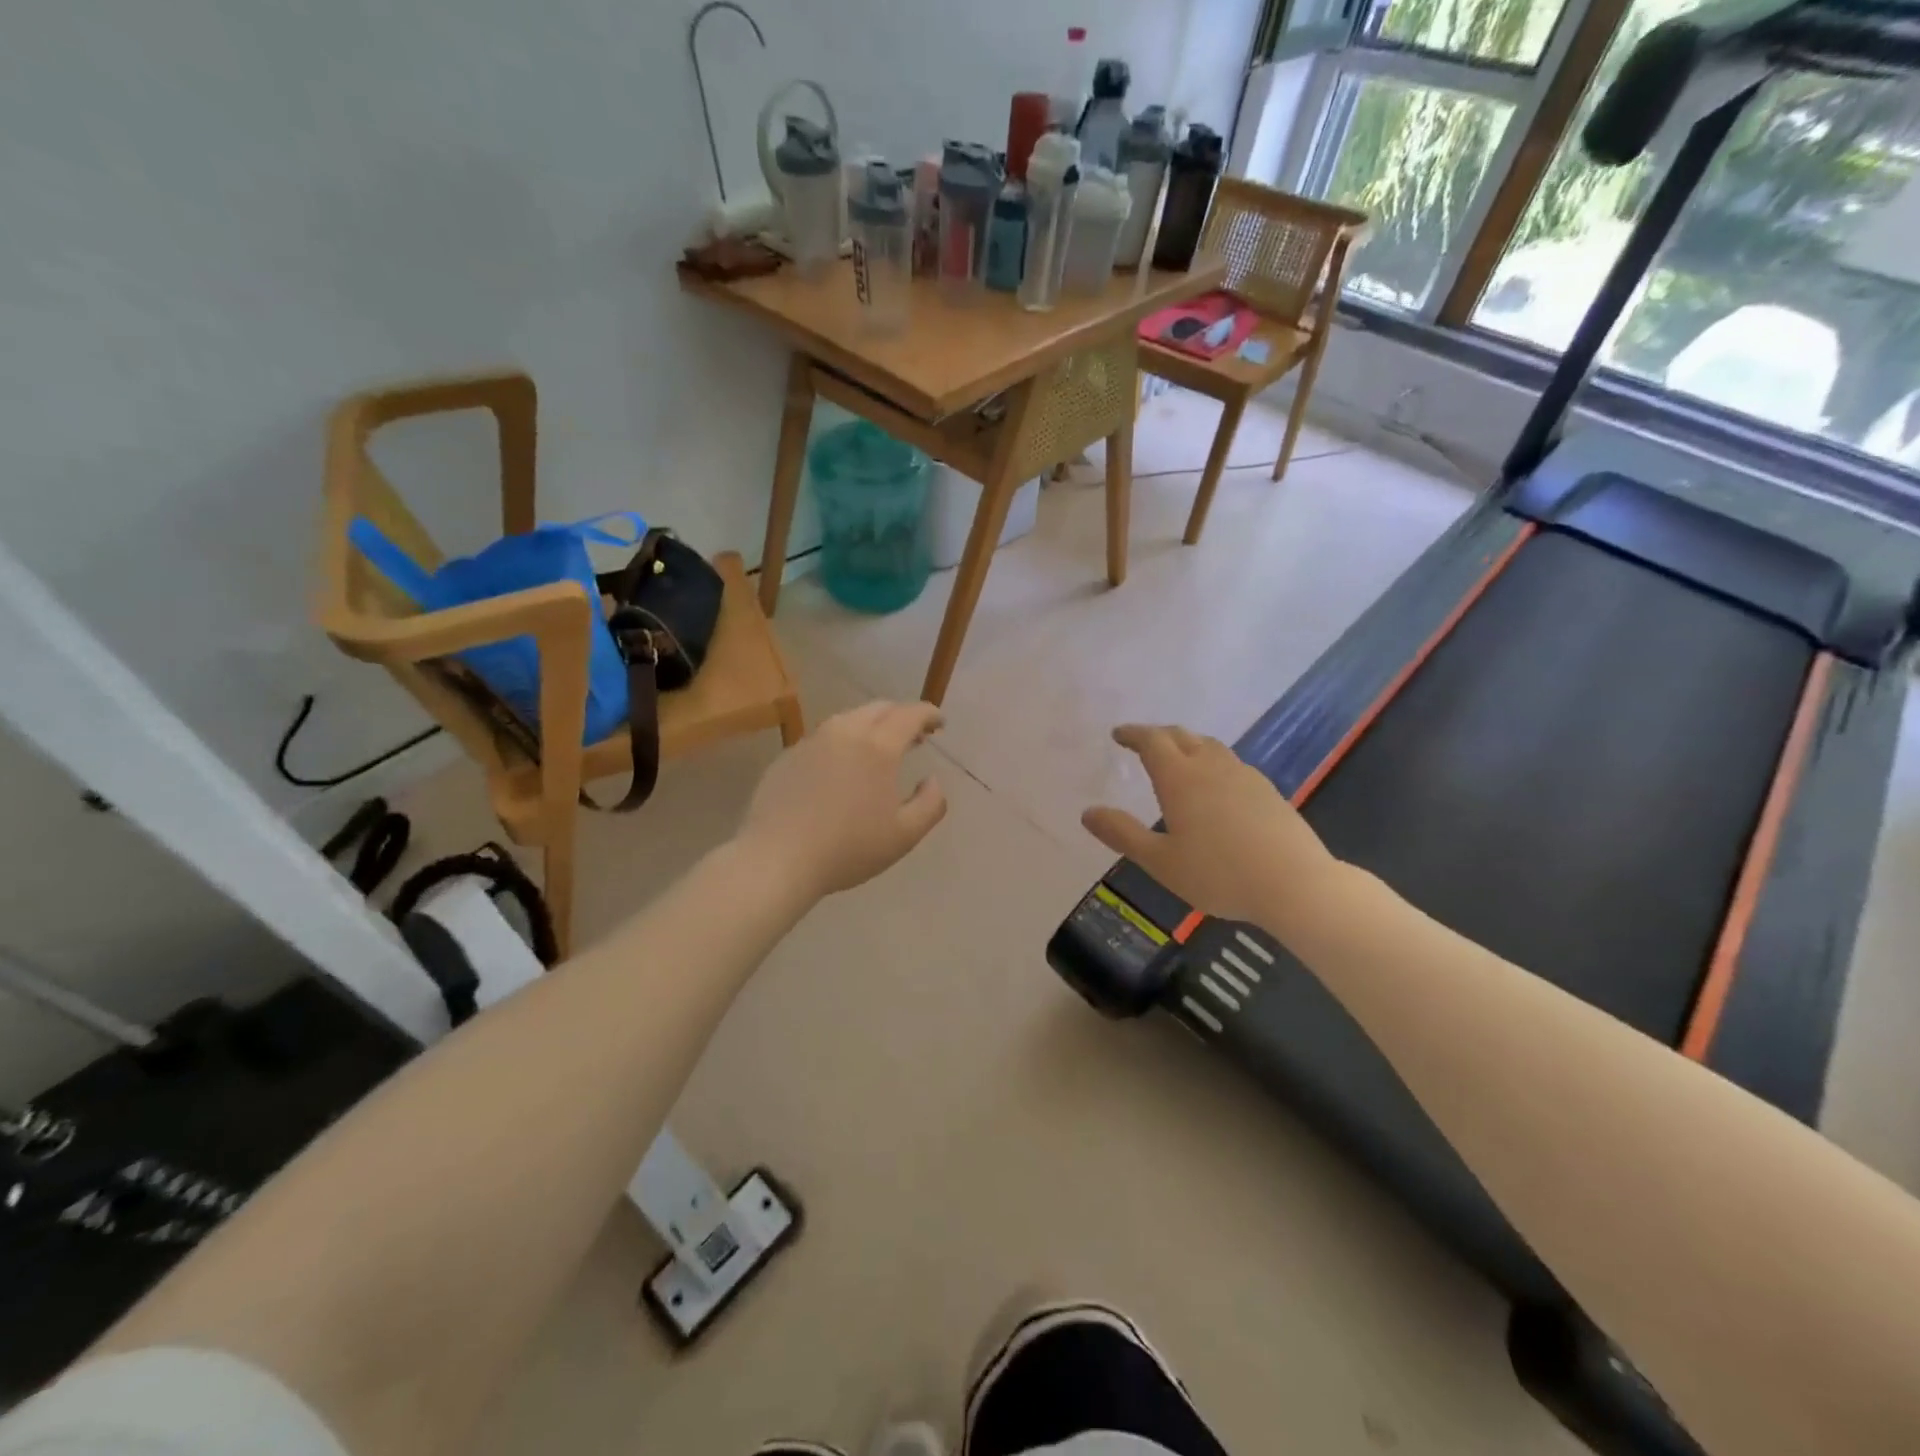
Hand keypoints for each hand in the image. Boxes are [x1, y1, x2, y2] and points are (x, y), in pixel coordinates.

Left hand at [737, 701, 948, 900]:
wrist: (777, 859)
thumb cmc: (848, 848)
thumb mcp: (904, 835)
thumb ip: (931, 804)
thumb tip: (932, 780)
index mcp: (878, 746)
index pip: (910, 714)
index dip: (929, 714)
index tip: (939, 723)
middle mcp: (844, 732)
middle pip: (879, 709)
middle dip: (901, 716)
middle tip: (914, 737)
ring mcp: (811, 741)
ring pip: (848, 719)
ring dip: (870, 727)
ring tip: (877, 750)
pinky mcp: (787, 755)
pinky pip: (823, 738)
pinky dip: (841, 743)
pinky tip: (840, 769)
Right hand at [1082, 724, 1339, 931]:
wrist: (1295, 884)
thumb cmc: (1218, 874)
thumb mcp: (1160, 861)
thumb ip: (1122, 834)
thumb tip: (1088, 812)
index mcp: (1180, 778)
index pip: (1152, 741)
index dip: (1133, 734)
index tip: (1118, 734)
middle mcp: (1211, 766)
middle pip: (1182, 736)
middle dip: (1158, 735)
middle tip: (1143, 742)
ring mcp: (1244, 775)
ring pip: (1210, 746)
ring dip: (1187, 745)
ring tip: (1177, 758)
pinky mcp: (1267, 790)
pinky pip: (1230, 763)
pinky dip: (1211, 762)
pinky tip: (1215, 785)